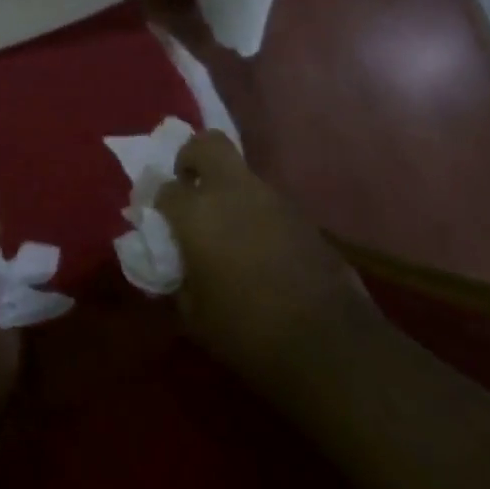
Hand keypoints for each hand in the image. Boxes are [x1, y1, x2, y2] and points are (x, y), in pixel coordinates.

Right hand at [156, 131, 376, 391]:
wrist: (329, 344)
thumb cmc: (247, 331)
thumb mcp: (194, 316)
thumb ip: (178, 279)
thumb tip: (176, 266)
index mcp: (197, 212)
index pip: (165, 189)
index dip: (160, 204)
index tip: (161, 223)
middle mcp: (232, 191)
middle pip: (207, 144)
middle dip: (193, 158)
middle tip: (190, 188)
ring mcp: (272, 199)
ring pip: (241, 175)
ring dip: (229, 191)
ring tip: (228, 230)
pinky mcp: (302, 216)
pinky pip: (268, 202)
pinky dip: (257, 214)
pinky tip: (259, 249)